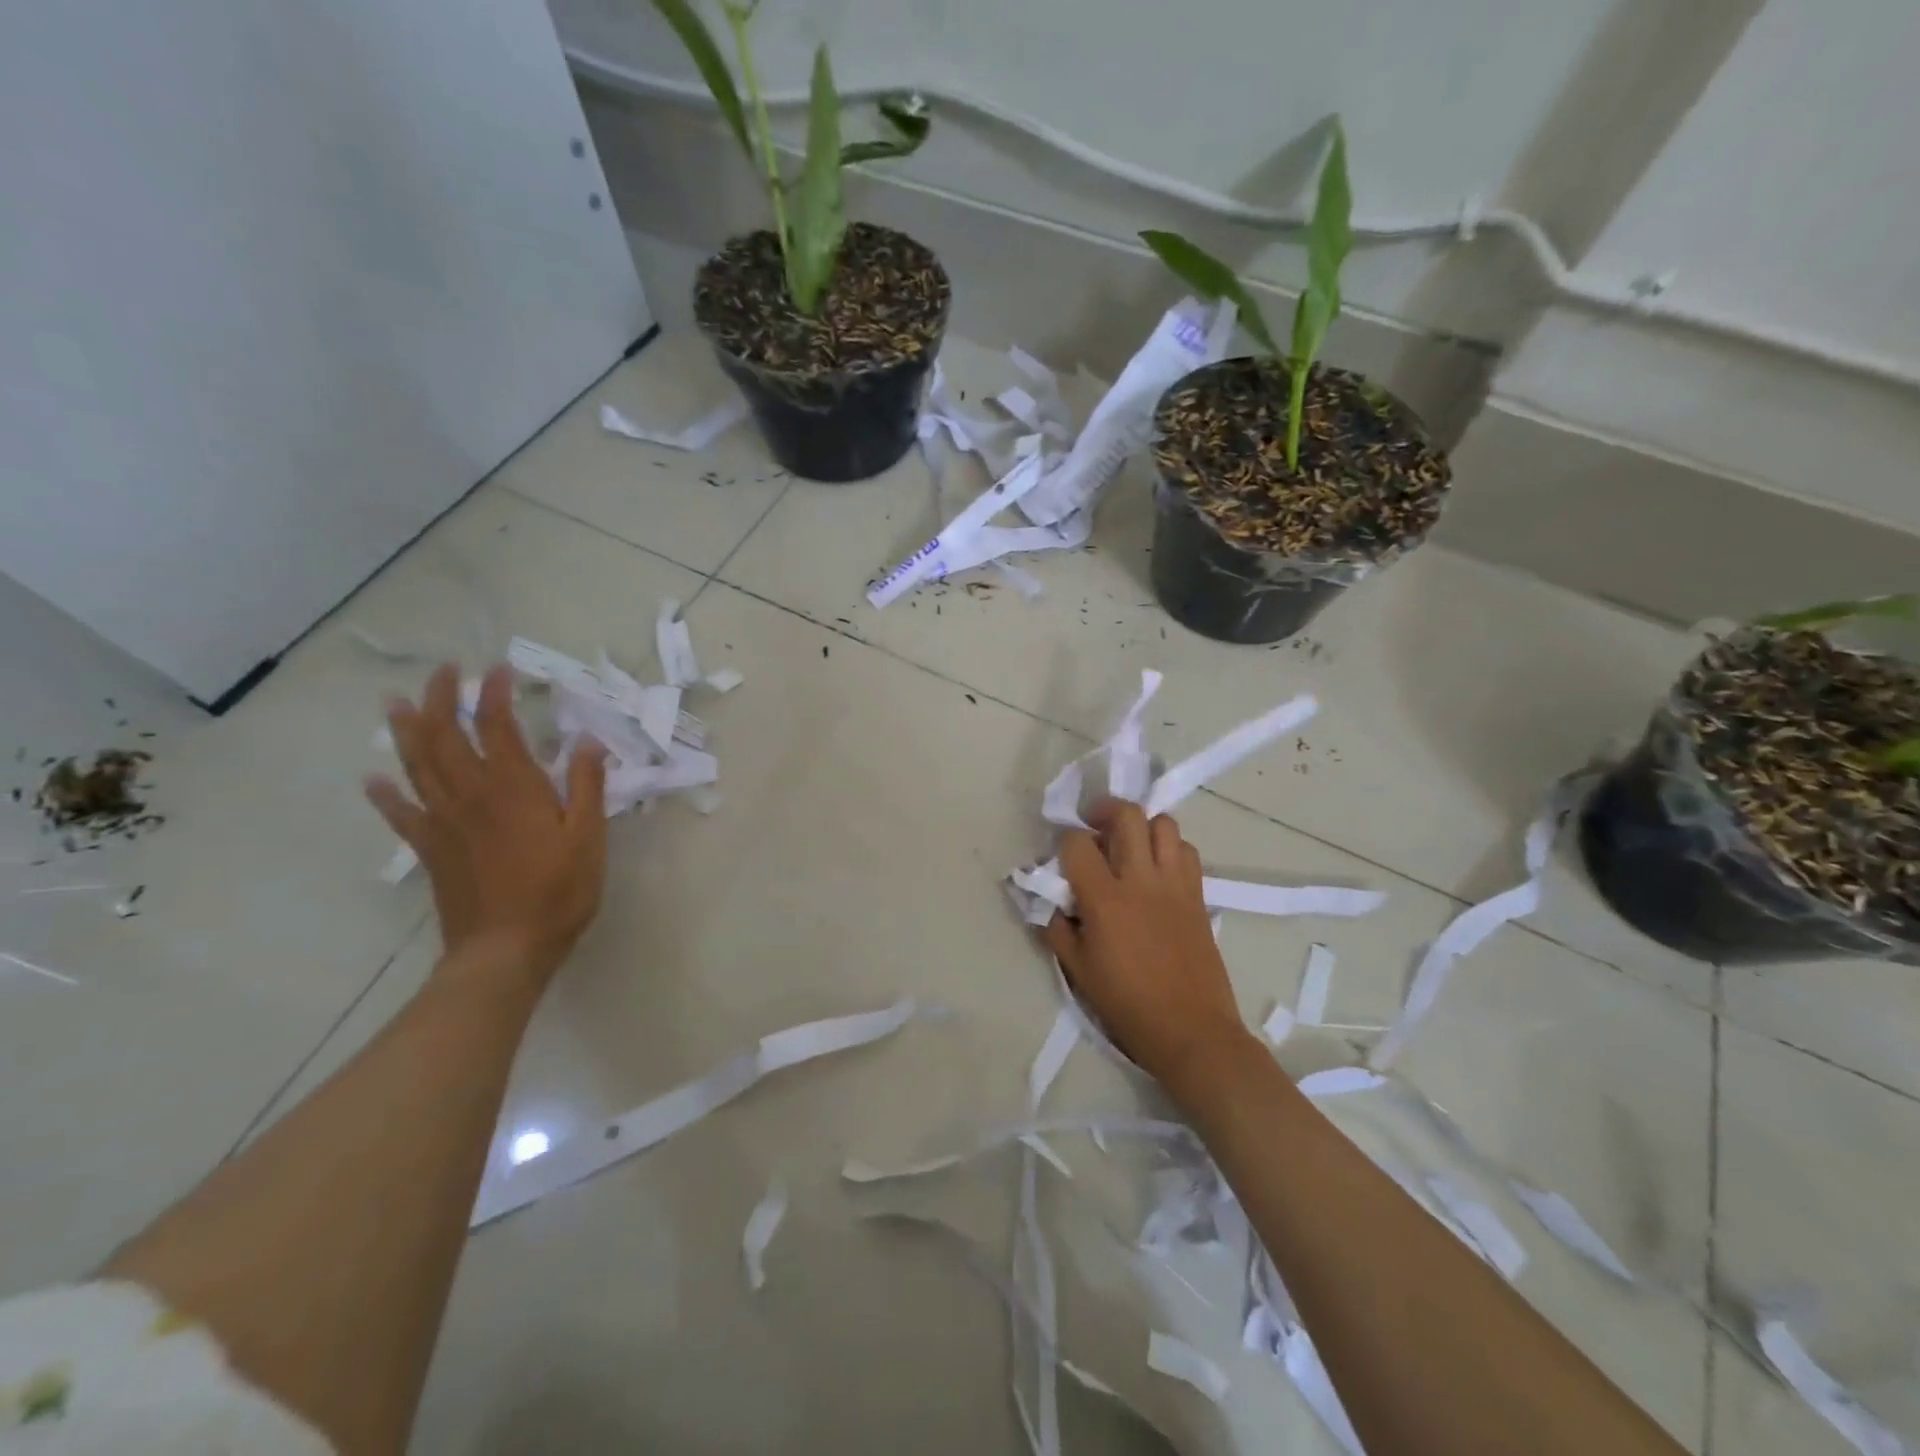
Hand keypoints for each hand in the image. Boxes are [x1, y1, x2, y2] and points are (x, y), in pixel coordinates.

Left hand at [367, 664, 608, 995]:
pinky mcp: (431, 850)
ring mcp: (444, 823)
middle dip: (442, 700)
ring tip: (397, 703)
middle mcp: (471, 796)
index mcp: (514, 789)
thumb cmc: (558, 891)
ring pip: (418, 766)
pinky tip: (372, 781)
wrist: (505, 949)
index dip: (494, 695)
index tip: (497, 669)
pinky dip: (385, 795)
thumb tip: (587, 742)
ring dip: (407, 731)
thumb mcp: (589, 837)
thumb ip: (587, 786)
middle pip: (446, 737)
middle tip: (442, 672)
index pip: (497, 728)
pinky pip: (402, 815)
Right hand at [1044, 799, 1251, 1091]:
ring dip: (1142, 825)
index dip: (1065, 841)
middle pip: (1127, 815)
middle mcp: (1141, 880)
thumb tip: (1049, 902)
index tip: (1062, 855)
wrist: (1192, 1031)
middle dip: (1105, 810)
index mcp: (1105, 899)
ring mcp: (1174, 884)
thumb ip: (1057, 929)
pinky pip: (1186, 850)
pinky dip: (1170, 847)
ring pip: (1163, 824)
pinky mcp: (1198, 895)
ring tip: (1130, 844)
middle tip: (1094, 826)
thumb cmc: (1128, 1005)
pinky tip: (1158, 869)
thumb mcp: (1078, 971)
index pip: (1077, 843)